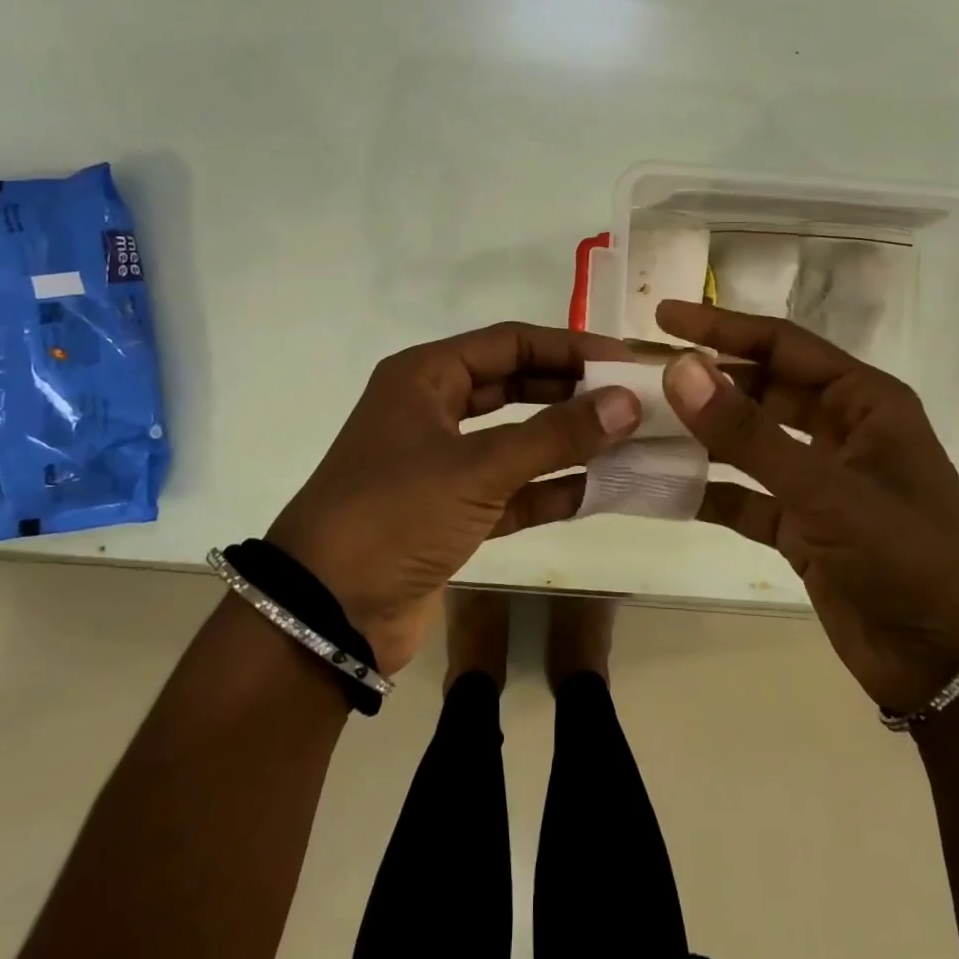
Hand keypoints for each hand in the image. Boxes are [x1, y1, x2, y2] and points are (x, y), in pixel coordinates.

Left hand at [269, 322, 640, 673]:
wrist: (325, 615)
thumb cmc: (394, 516)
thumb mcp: (477, 468)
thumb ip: (555, 435)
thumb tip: (628, 402)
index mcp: (425, 377)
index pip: (510, 342)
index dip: (570, 347)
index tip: (624, 360)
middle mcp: (433, 410)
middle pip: (516, 386)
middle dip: (573, 392)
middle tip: (633, 399)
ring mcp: (442, 464)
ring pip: (518, 440)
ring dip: (568, 442)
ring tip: (629, 441)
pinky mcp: (452, 513)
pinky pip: (512, 490)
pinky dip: (551, 490)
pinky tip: (599, 490)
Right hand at [655, 300, 958, 714]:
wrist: (953, 665)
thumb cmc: (907, 557)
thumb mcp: (826, 490)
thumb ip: (748, 433)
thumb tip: (678, 369)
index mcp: (863, 401)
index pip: (782, 345)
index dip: (721, 327)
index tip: (663, 316)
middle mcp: (840, 431)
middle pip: (759, 390)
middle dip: (703, 382)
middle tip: (639, 375)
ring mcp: (819, 480)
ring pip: (748, 443)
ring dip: (699, 436)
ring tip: (637, 426)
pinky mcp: (802, 526)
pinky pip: (745, 497)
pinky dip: (708, 492)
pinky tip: (662, 488)